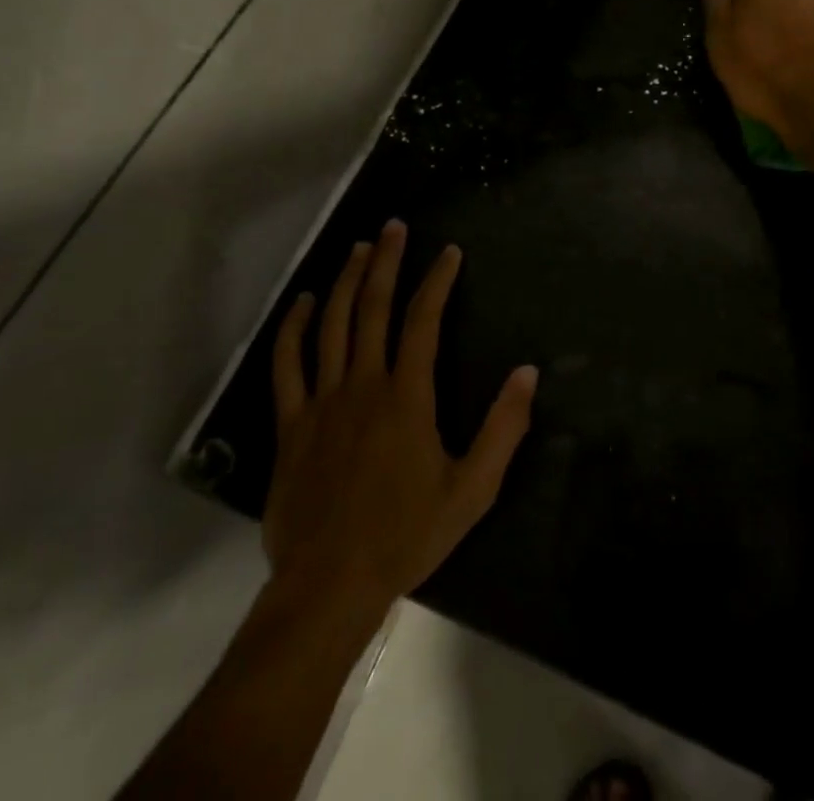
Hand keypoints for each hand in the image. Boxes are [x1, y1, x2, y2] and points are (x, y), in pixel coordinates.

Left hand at [261, 219, 537, 612]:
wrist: (329, 586)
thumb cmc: (406, 535)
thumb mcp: (472, 488)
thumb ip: (503, 428)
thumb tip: (527, 372)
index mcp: (406, 396)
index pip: (423, 320)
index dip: (437, 280)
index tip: (448, 252)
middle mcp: (363, 384)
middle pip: (372, 308)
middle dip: (386, 262)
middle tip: (394, 226)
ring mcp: (321, 402)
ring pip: (330, 325)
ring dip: (344, 280)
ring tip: (358, 247)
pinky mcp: (290, 425)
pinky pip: (286, 365)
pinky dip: (292, 328)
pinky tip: (301, 302)